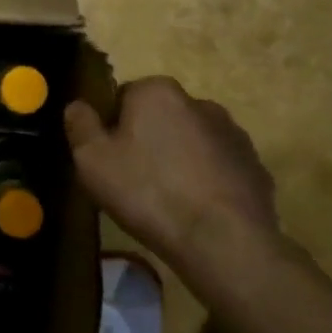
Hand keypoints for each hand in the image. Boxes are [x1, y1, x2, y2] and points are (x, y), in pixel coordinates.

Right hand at [64, 77, 277, 261]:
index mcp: (157, 92)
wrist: (222, 240)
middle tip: (132, 180)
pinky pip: (218, 168)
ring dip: (178, 159)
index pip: (123, 96)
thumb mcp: (92, 160)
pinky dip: (205, 181)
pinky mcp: (255, 166)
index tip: (107, 158)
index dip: (110, 127)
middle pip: (159, 117)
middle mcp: (199, 102)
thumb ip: (80, 125)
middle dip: (146, 140)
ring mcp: (233, 134)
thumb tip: (77, 105)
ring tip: (165, 200)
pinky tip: (194, 210)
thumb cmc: (147, 191)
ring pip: (191, 141)